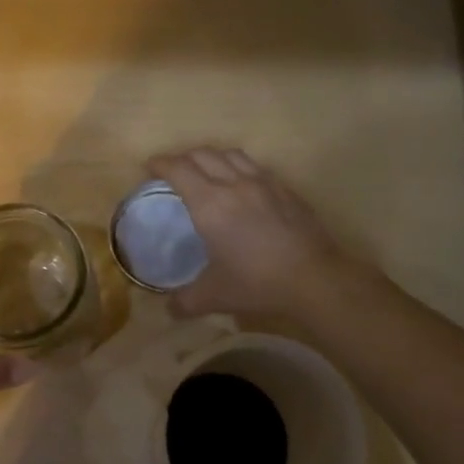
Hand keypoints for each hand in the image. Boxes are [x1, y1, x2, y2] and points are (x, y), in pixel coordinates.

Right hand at [147, 147, 370, 320]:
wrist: (314, 278)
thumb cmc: (257, 283)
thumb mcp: (214, 296)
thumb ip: (185, 301)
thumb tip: (169, 309)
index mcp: (209, 203)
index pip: (178, 169)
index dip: (160, 163)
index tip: (149, 167)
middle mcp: (234, 184)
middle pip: (202, 154)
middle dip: (182, 157)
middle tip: (173, 171)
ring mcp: (263, 183)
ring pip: (231, 154)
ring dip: (211, 157)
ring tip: (206, 170)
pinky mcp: (285, 190)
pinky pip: (255, 166)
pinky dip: (238, 167)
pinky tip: (241, 185)